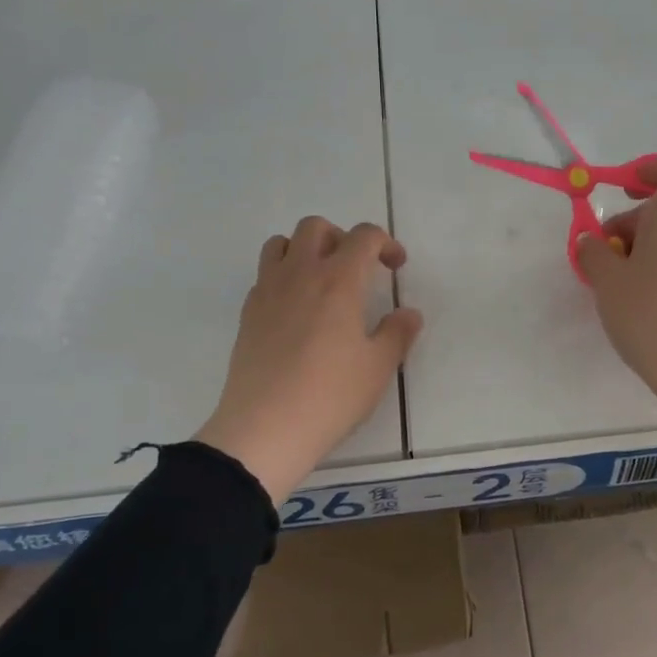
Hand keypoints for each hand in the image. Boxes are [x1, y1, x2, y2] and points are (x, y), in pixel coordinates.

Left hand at [196, 218, 422, 500]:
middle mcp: (300, 275)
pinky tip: (297, 312)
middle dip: (342, 237)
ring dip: (305, 250)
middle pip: (316, 227)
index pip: (363, 237)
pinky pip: (265, 276)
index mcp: (338, 281)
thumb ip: (397, 333)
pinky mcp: (248, 315)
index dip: (385, 243)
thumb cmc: (330, 395)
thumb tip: (409, 314)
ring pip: (281, 244)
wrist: (264, 429)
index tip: (395, 267)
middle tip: (358, 268)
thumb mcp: (378, 368)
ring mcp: (267, 292)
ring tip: (322, 282)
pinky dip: (284, 278)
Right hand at [575, 152, 656, 439]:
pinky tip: (646, 306)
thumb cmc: (649, 316)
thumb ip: (593, 252)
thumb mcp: (607, 282)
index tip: (624, 190)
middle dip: (631, 223)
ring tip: (622, 288)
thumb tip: (592, 241)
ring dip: (645, 249)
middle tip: (606, 258)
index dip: (651, 166)